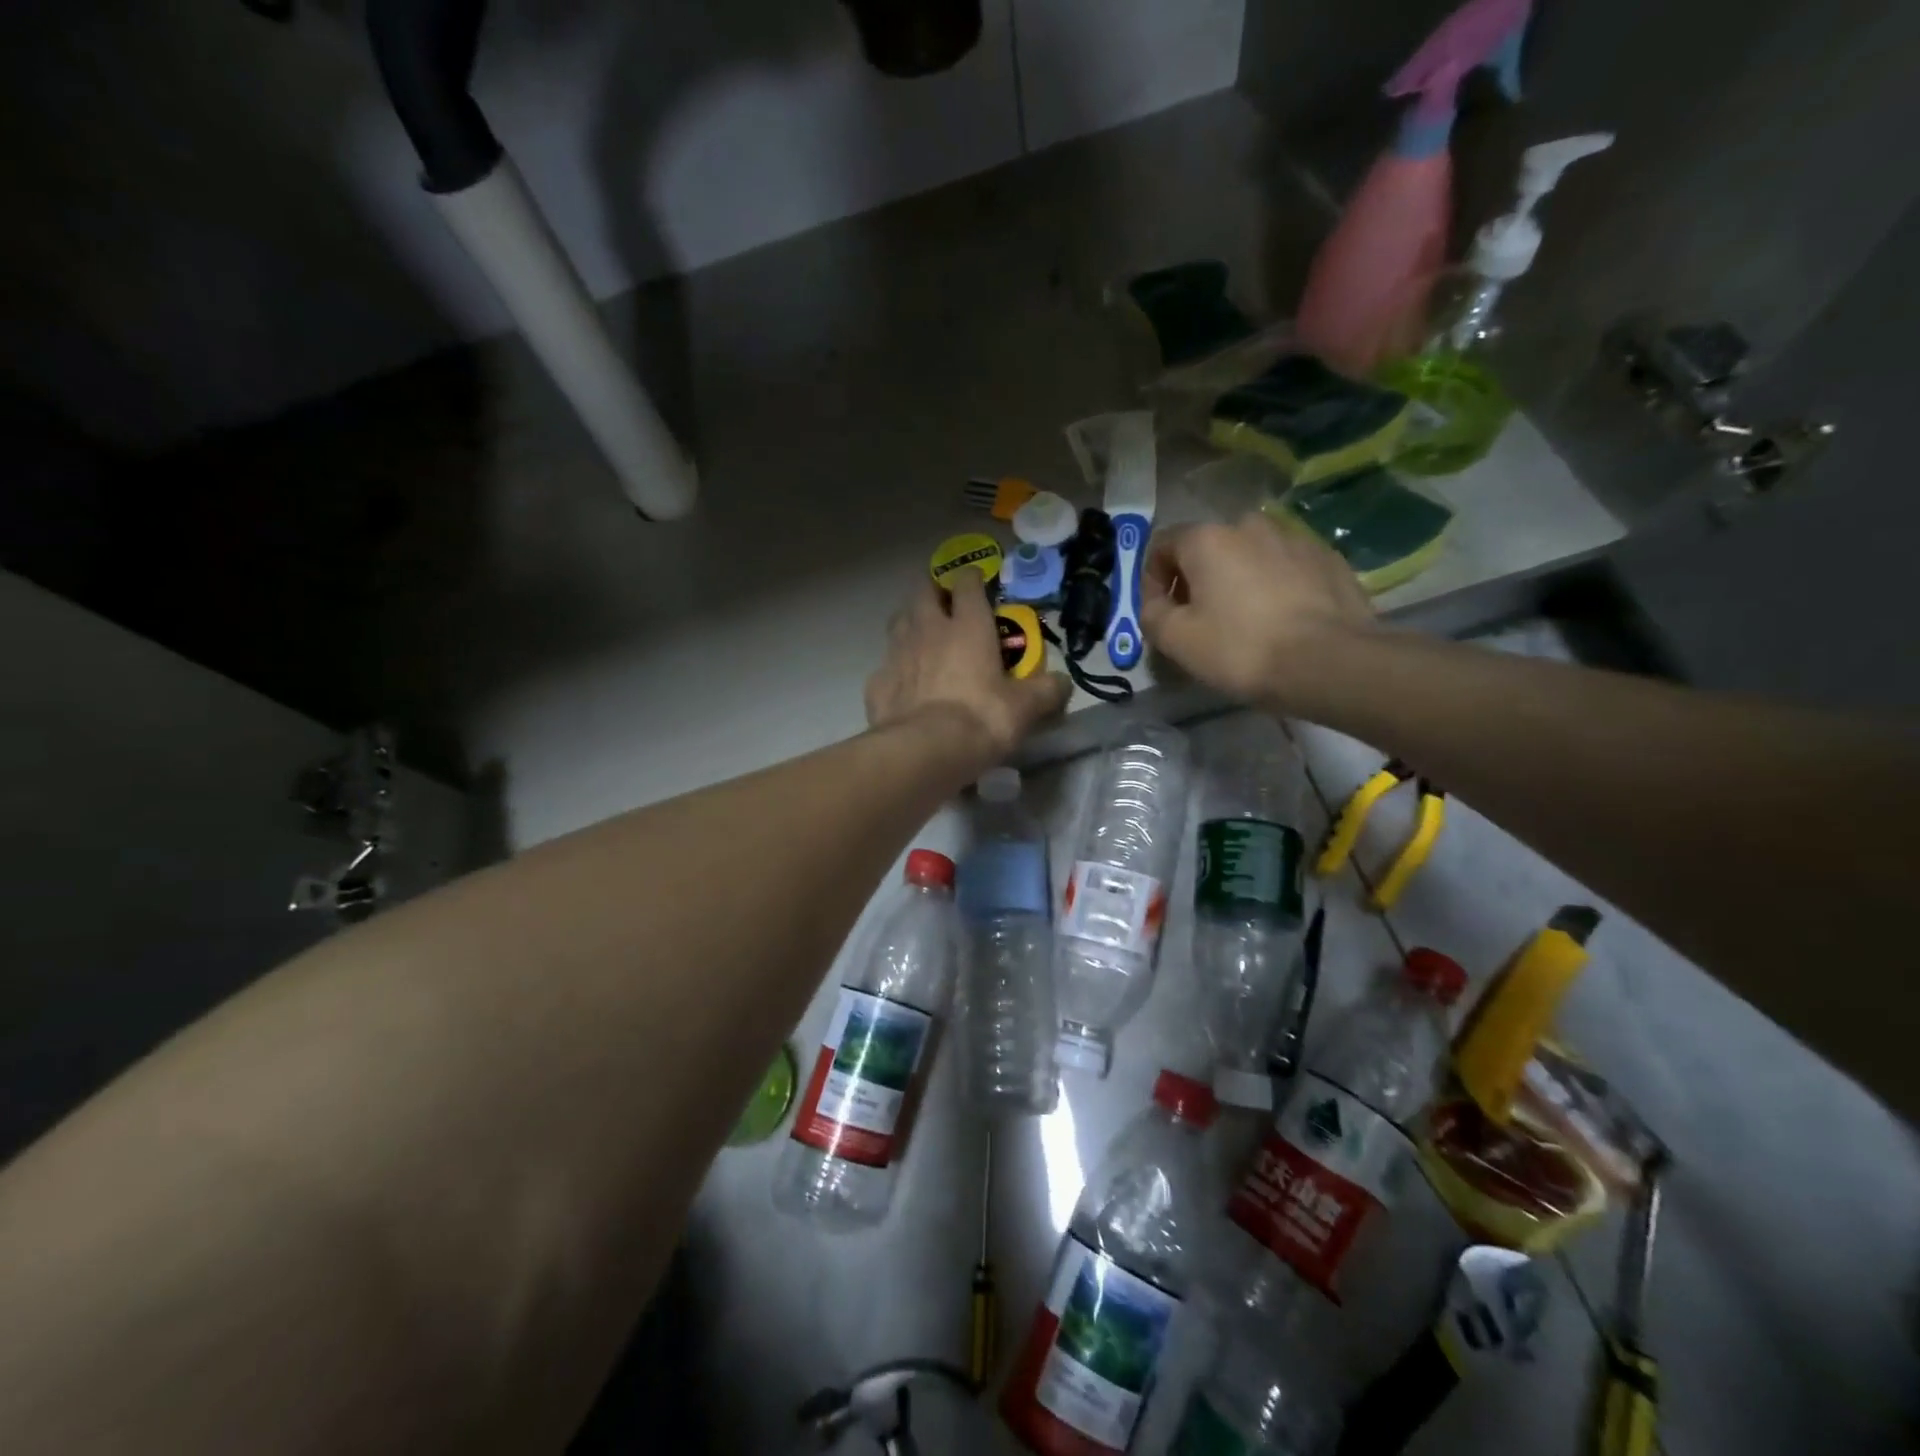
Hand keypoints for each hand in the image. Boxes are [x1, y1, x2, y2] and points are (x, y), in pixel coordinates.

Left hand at [866, 571, 1070, 757]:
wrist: (926, 751)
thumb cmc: (982, 718)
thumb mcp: (1026, 707)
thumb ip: (1046, 690)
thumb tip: (1063, 683)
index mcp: (967, 626)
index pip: (967, 584)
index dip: (972, 578)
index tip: (978, 582)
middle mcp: (928, 630)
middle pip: (922, 593)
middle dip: (932, 591)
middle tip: (943, 602)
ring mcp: (897, 655)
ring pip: (898, 623)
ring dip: (909, 623)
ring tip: (920, 636)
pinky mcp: (877, 684)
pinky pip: (886, 667)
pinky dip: (895, 670)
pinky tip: (903, 684)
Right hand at [1141, 513, 1375, 705]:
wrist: (1330, 663)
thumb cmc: (1241, 648)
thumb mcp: (1177, 640)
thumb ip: (1152, 614)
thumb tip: (1155, 604)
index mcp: (1208, 539)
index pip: (1163, 545)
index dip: (1153, 580)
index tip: (1160, 614)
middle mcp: (1250, 525)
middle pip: (1209, 548)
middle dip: (1197, 579)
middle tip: (1200, 620)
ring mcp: (1295, 538)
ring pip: (1250, 555)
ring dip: (1238, 580)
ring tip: (1244, 620)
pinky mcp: (1329, 558)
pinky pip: (1287, 567)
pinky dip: (1275, 586)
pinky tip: (1280, 620)